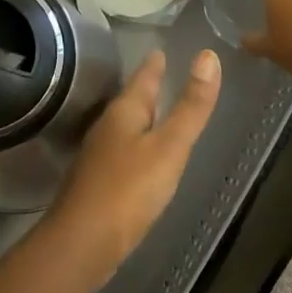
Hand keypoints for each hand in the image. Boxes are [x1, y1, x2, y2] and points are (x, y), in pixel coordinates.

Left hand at [47, 49, 219, 276]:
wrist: (83, 243)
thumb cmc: (129, 190)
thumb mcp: (170, 146)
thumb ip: (191, 106)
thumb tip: (208, 55)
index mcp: (124, 112)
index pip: (143, 77)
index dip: (155, 64)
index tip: (162, 49)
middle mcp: (107, 127)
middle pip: (132, 100)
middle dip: (148, 87)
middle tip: (164, 73)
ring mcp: (100, 155)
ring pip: (126, 126)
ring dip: (142, 115)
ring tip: (158, 110)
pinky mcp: (99, 182)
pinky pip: (123, 151)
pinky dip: (138, 144)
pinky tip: (144, 157)